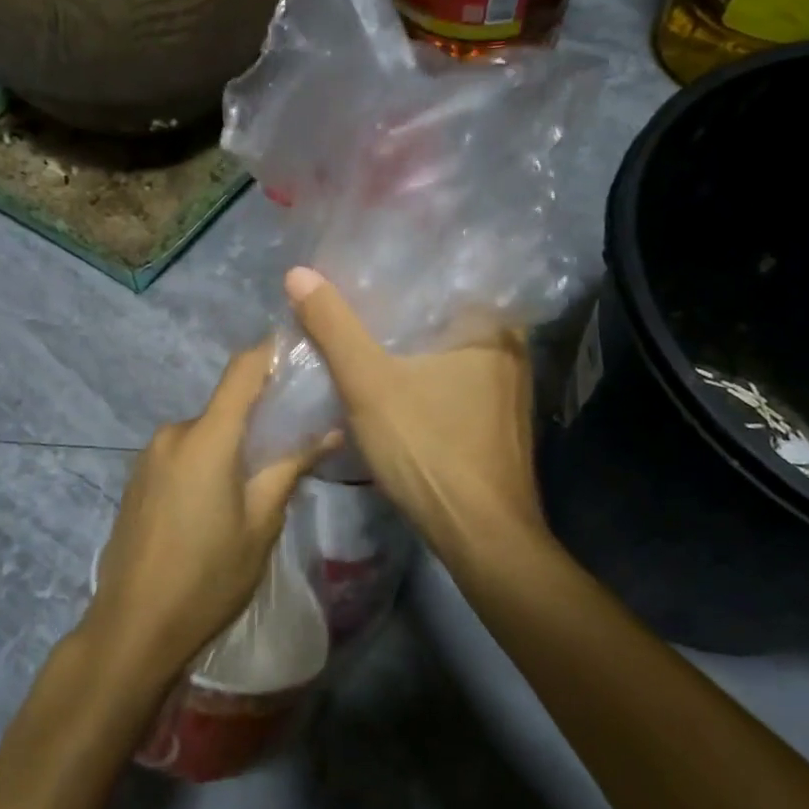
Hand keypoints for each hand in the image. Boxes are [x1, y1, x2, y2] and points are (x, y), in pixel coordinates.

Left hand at [83, 341, 334, 690]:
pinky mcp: (137, 478)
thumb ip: (290, 468)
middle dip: (259, 418)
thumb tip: (330, 432)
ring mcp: (149, 456)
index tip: (301, 351)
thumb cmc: (208, 577)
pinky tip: (217, 503)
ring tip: (258, 483)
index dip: (271, 353)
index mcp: (206, 437)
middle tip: (295, 443)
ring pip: (204, 434)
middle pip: (225, 408)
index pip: (242, 371)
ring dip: (231, 446)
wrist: (133, 628)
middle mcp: (173, 433)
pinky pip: (182, 454)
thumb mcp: (261, 525)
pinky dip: (206, 462)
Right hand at [284, 267, 547, 564]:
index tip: (357, 271)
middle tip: (349, 299)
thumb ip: (334, 327)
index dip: (397, 273)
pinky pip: (453, 381)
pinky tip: (391, 381)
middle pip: (441, 316)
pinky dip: (422, 376)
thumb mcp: (368, 384)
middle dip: (398, 311)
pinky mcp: (497, 421)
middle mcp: (510, 350)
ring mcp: (507, 389)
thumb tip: (298, 272)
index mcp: (491, 327)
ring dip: (409, 347)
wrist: (480, 537)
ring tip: (362, 333)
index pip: (442, 279)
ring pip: (445, 351)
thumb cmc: (429, 449)